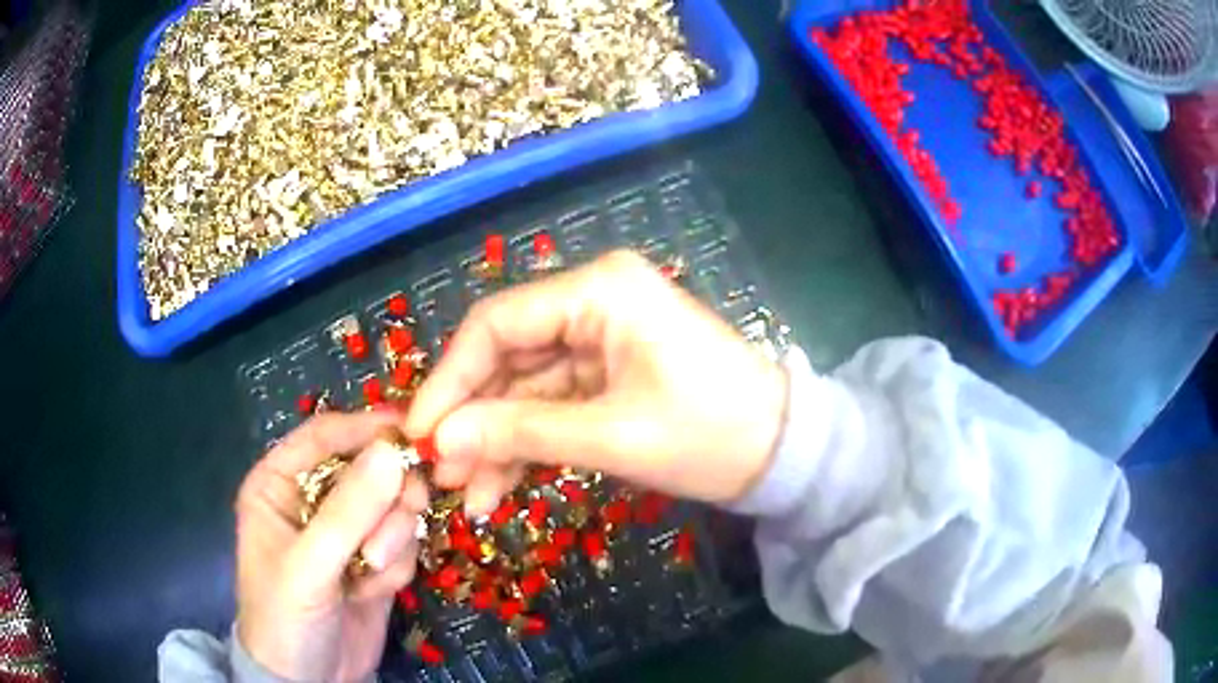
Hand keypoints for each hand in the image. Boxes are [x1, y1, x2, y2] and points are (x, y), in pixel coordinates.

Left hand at [235, 411, 428, 681]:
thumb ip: (348, 513)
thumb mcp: (308, 567)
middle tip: (408, 512)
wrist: (310, 681)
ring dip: (392, 538)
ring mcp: (346, 532)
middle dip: (388, 495)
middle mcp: (313, 499)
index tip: (415, 432)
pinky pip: (403, 542)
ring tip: (371, 571)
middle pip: (368, 467)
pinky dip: (397, 565)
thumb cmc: (285, 617)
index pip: (324, 435)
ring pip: (392, 506)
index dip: (366, 428)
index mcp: (279, 483)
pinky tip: (374, 589)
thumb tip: (393, 451)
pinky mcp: (374, 560)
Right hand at [405, 250, 786, 515]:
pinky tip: (500, 486)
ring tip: (469, 497)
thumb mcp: (612, 436)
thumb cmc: (710, 435)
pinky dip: (527, 443)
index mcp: (599, 290)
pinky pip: (552, 402)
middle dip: (472, 418)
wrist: (784, 452)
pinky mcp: (609, 370)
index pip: (496, 324)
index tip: (419, 432)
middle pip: (506, 356)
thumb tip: (439, 440)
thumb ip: (520, 433)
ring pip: (525, 386)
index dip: (450, 379)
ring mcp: (601, 336)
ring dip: (496, 440)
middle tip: (440, 473)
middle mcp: (593, 300)